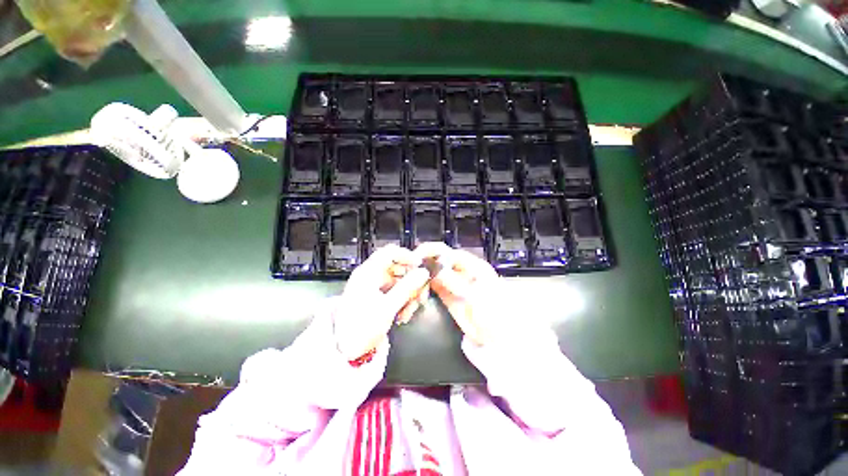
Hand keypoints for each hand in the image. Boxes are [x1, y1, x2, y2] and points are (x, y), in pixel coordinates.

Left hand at [333, 245, 429, 359]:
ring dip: (408, 291)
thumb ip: (407, 287)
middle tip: (421, 292)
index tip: (421, 266)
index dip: (407, 256)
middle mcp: (370, 276)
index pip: (389, 252)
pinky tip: (405, 312)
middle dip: (411, 279)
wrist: (344, 350)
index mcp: (368, 273)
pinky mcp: (375, 296)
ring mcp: (372, 286)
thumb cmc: (362, 327)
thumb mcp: (387, 307)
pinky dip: (402, 298)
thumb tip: (423, 272)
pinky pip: (393, 290)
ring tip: (413, 307)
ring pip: (397, 280)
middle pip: (396, 267)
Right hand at [414, 242, 509, 345]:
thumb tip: (435, 269)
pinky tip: (417, 292)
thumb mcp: (476, 296)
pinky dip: (423, 288)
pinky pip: (432, 286)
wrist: (496, 338)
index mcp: (472, 265)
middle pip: (438, 260)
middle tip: (409, 271)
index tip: (416, 258)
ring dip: (421, 276)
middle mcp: (460, 271)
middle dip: (423, 263)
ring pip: (432, 273)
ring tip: (411, 283)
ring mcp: (453, 283)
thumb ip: (455, 281)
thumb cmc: (494, 314)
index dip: (432, 251)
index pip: (448, 252)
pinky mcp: (447, 295)